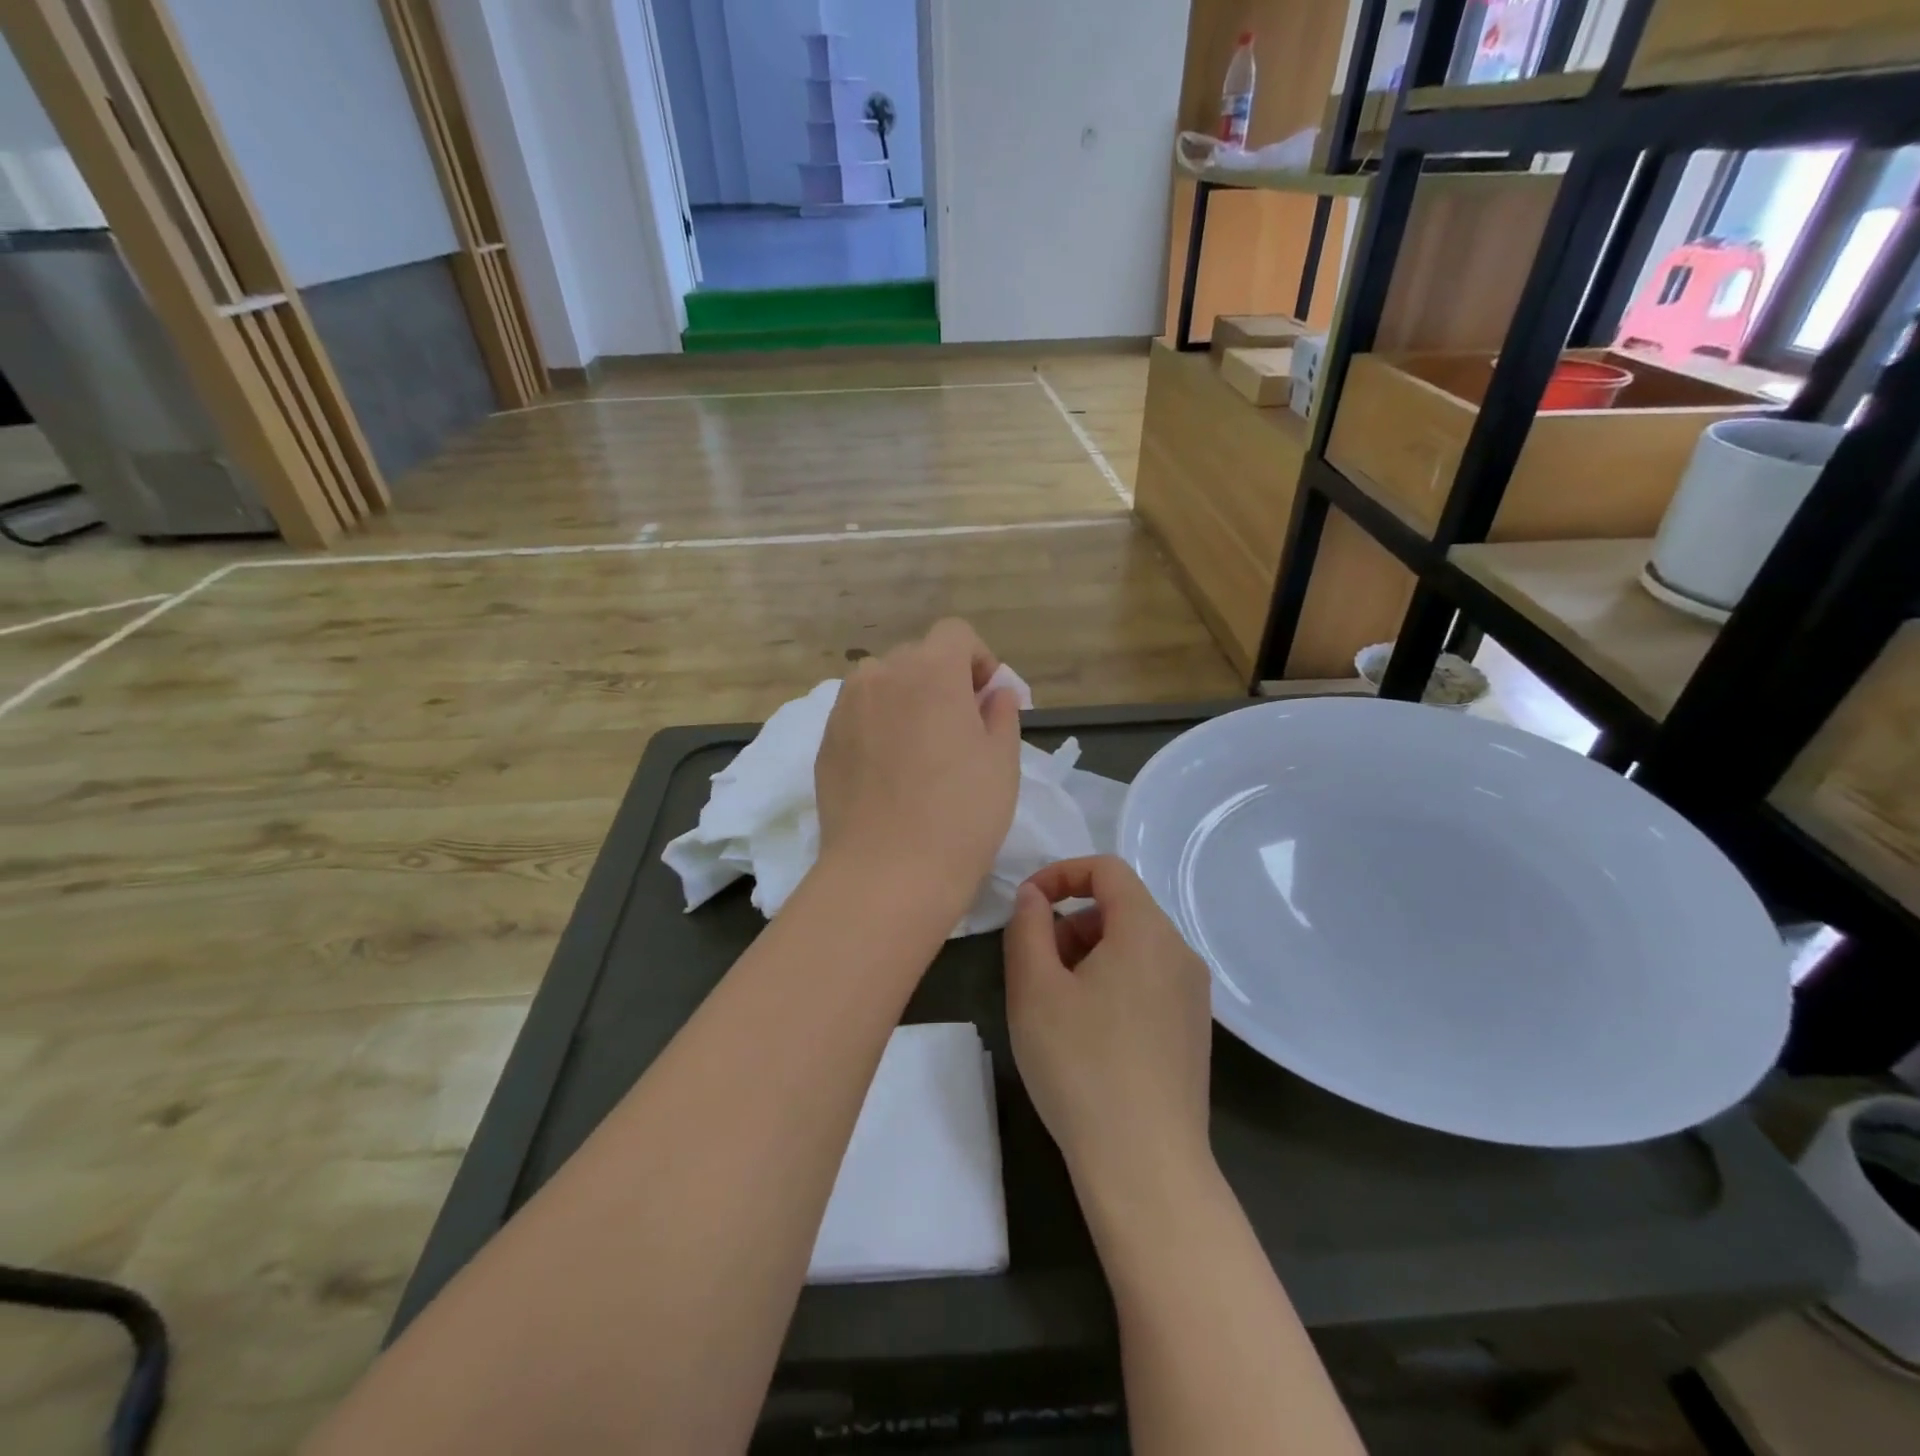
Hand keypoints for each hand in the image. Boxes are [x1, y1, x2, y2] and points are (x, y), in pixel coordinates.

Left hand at [814, 619, 1021, 914]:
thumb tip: (994, 693)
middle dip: (942, 680)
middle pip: (917, 657)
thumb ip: (1001, 713)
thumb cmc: (961, 814)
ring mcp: (845, 708)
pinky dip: (878, 726)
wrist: (887, 872)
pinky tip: (889, 772)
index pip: (955, 634)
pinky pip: (858, 716)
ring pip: (882, 685)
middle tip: (958, 729)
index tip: (986, 699)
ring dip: (906, 700)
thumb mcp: (1002, 761)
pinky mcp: (825, 742)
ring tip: (920, 749)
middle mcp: (881, 676)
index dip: (977, 659)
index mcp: (930, 670)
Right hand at [1005, 856, 1214, 1195]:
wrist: (1146, 1166)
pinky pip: (1148, 979)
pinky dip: (1112, 981)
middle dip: (1071, 922)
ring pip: (1133, 945)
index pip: (1106, 869)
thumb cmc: (1081, 1065)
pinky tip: (1088, 1032)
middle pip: (1120, 907)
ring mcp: (1193, 993)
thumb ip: (1029, 927)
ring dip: (1088, 953)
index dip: (1061, 874)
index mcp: (1147, 931)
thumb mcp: (1034, 989)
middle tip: (1035, 966)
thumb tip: (1035, 897)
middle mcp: (1179, 952)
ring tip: (1056, 1003)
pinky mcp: (1193, 1029)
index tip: (1026, 906)